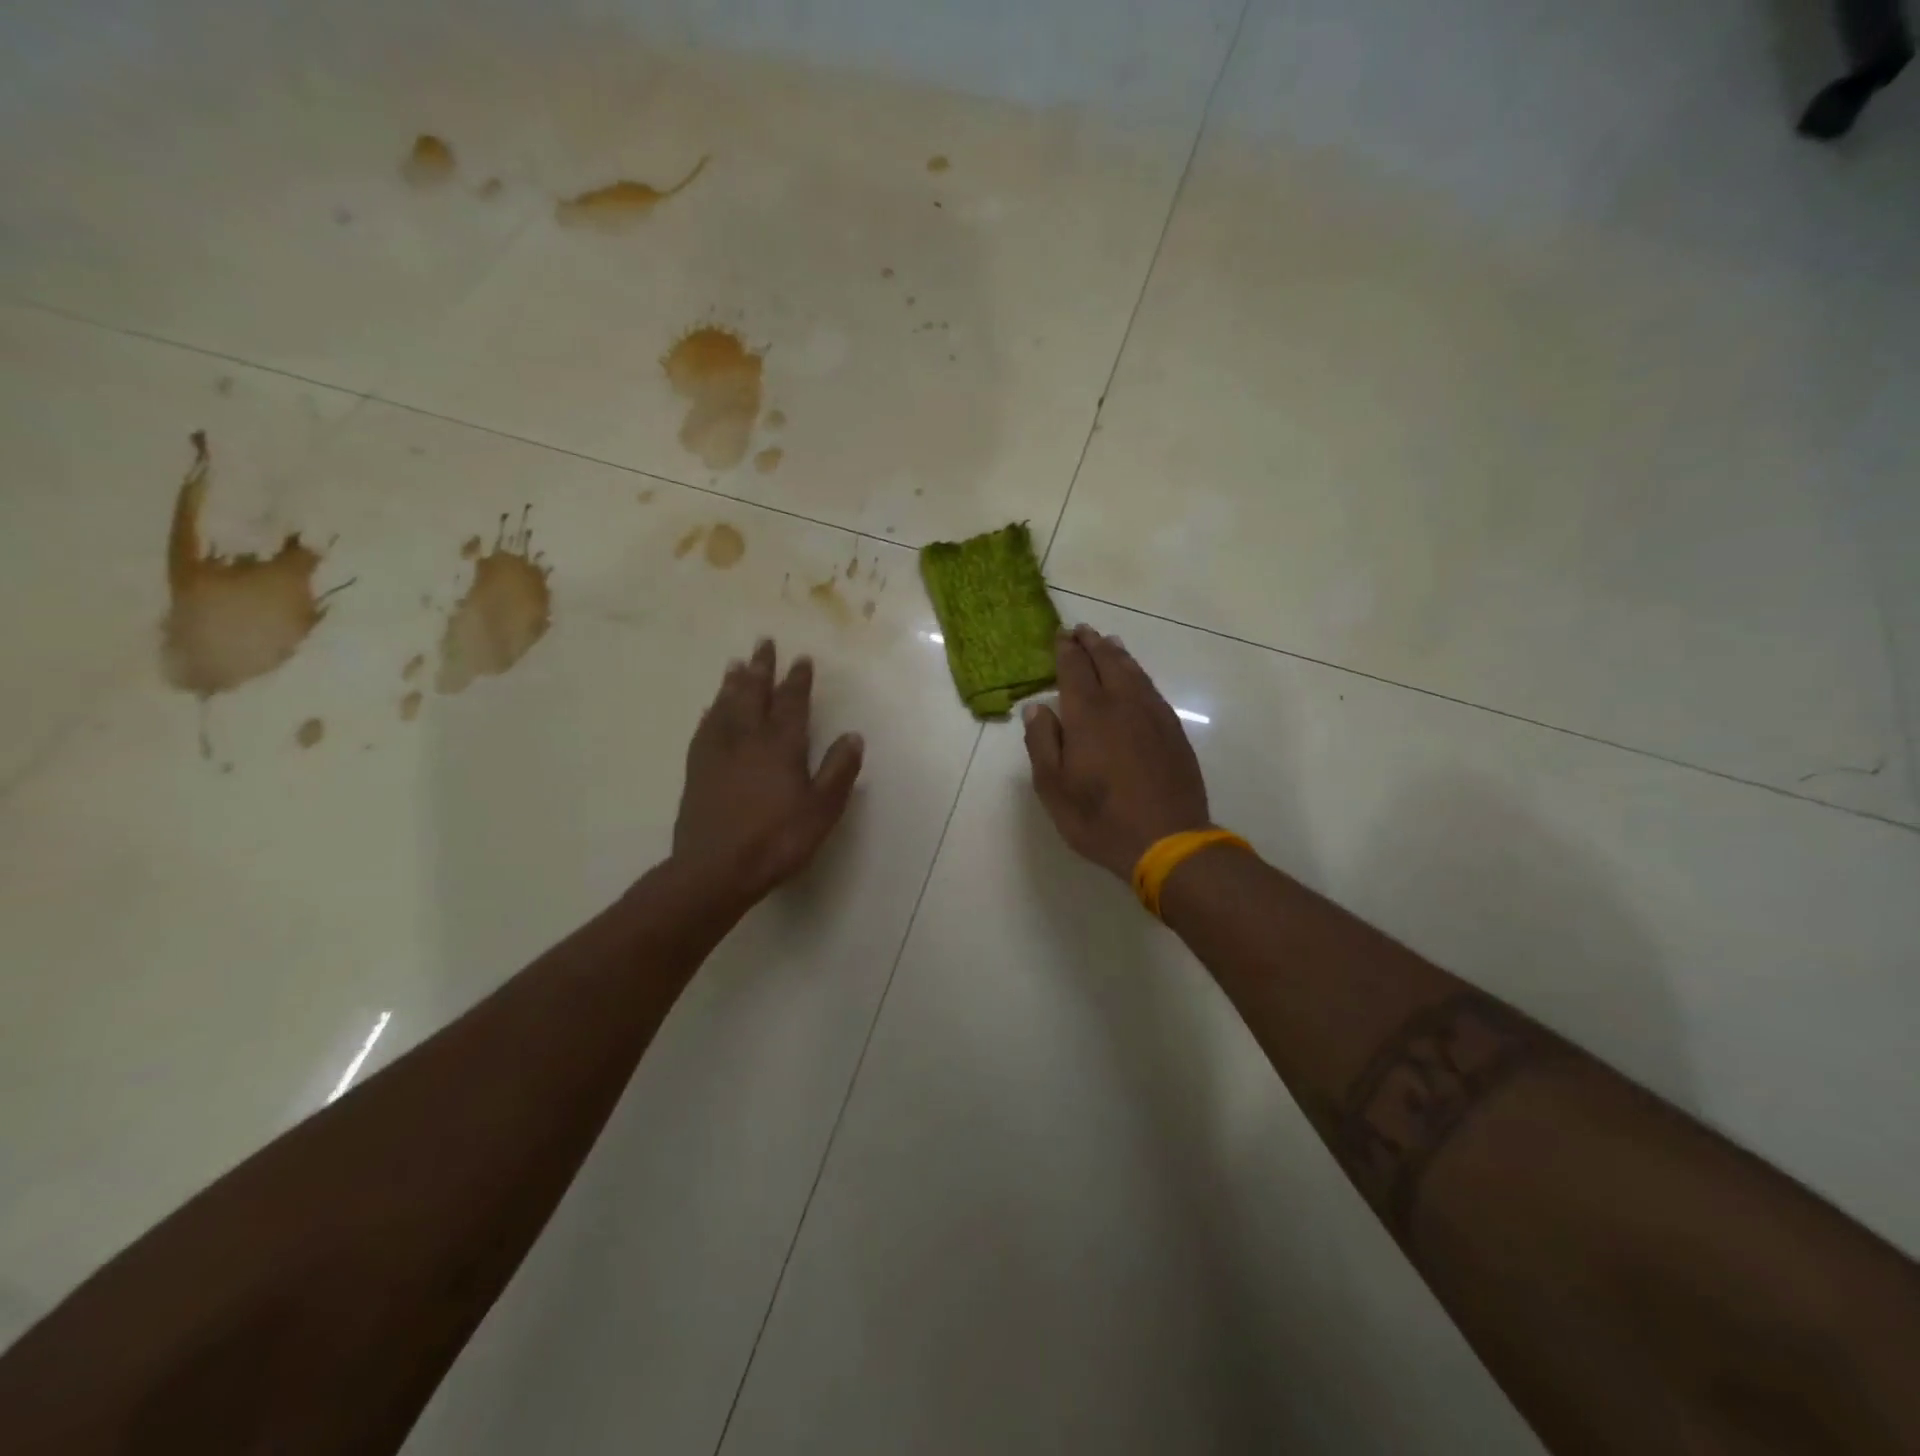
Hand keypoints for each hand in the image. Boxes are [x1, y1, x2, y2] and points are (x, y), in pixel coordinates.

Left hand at [674, 640, 864, 900]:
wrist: (716, 869)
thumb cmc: (777, 840)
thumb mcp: (822, 809)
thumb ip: (838, 771)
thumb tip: (853, 735)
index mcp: (782, 747)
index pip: (792, 704)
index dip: (797, 681)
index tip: (801, 659)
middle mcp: (748, 740)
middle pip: (754, 695)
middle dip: (761, 668)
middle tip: (763, 643)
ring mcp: (718, 754)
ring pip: (726, 707)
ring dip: (733, 684)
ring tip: (735, 664)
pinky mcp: (697, 771)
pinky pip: (704, 730)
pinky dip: (710, 714)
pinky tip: (710, 709)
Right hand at [1023, 624, 1212, 881]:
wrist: (1167, 841)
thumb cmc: (1100, 818)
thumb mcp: (1054, 788)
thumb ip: (1042, 743)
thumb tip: (1036, 708)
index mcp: (1088, 715)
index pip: (1074, 669)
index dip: (1066, 650)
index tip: (1060, 635)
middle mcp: (1122, 704)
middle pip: (1107, 662)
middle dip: (1092, 644)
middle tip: (1082, 630)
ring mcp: (1153, 715)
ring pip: (1134, 672)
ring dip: (1118, 654)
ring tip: (1109, 643)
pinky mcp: (1173, 731)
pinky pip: (1151, 689)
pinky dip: (1139, 674)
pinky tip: (1136, 679)